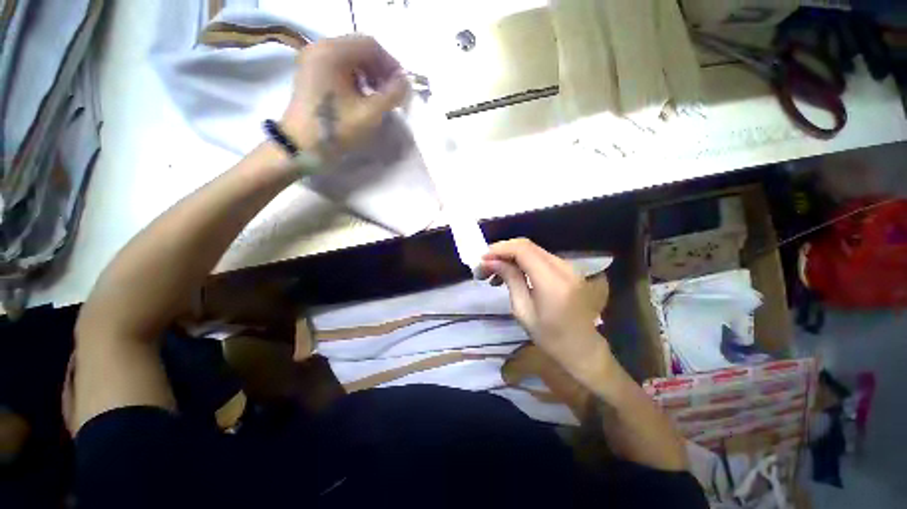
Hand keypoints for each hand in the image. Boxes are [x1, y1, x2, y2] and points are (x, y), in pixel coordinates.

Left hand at [280, 35, 409, 157]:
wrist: (302, 146)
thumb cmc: (336, 128)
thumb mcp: (370, 113)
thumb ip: (392, 95)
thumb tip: (404, 83)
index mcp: (332, 52)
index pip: (370, 45)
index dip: (391, 64)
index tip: (402, 86)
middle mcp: (320, 48)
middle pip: (359, 49)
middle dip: (381, 70)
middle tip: (391, 92)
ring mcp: (313, 60)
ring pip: (350, 58)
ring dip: (370, 74)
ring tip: (378, 96)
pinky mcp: (312, 73)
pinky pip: (340, 67)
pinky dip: (356, 78)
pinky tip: (362, 96)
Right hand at [479, 238, 612, 385]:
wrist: (583, 348)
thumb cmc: (550, 338)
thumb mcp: (523, 311)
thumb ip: (511, 280)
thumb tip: (492, 261)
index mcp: (552, 282)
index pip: (522, 250)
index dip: (500, 249)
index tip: (482, 259)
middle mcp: (563, 268)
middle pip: (527, 245)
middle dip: (502, 251)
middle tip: (485, 267)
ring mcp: (569, 267)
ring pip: (533, 249)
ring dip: (511, 256)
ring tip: (494, 273)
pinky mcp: (569, 270)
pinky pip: (541, 257)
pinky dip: (523, 261)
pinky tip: (512, 273)